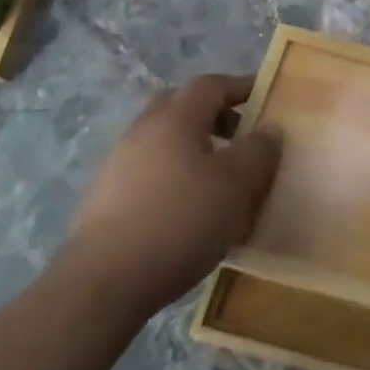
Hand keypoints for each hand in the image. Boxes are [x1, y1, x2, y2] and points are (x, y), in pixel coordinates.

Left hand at [62, 74, 280, 323]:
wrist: (102, 284)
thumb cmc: (180, 221)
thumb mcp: (238, 184)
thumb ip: (259, 150)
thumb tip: (268, 129)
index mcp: (177, 116)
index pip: (212, 84)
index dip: (241, 87)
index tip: (265, 99)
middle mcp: (144, 129)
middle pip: (182, 106)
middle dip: (213, 115)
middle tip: (239, 136)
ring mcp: (118, 163)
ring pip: (163, 140)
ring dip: (191, 148)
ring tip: (216, 179)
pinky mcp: (103, 199)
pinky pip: (147, 170)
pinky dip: (171, 175)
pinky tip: (184, 209)